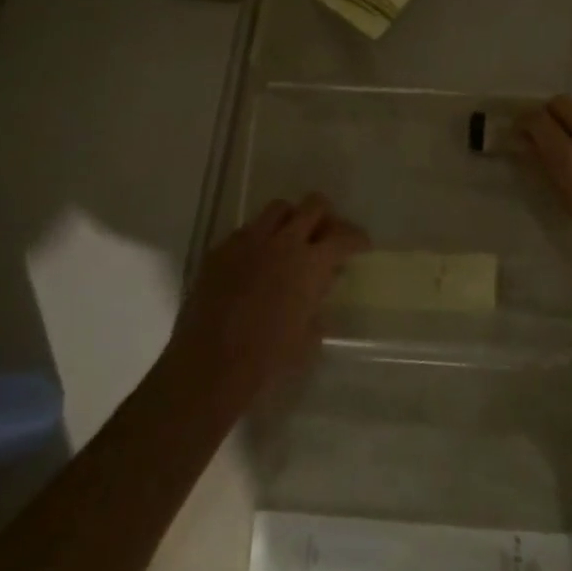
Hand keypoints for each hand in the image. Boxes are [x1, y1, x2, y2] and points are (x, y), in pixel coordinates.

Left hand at [174, 195, 368, 394]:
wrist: (210, 365)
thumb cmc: (268, 358)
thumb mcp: (309, 336)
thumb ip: (318, 302)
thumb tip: (320, 286)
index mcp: (310, 264)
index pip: (343, 236)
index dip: (357, 238)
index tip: (361, 245)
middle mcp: (282, 242)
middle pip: (313, 206)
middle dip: (326, 217)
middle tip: (326, 236)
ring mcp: (248, 242)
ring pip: (278, 209)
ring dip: (291, 220)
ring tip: (290, 241)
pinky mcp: (220, 250)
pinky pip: (246, 231)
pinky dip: (259, 239)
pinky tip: (256, 262)